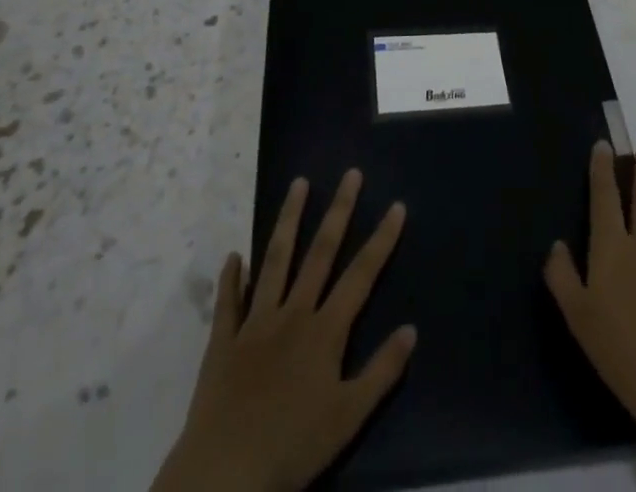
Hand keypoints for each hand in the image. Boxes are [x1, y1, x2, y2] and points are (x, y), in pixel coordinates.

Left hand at [152, 170, 413, 491]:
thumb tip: (411, 329)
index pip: (361, 275)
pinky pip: (228, 301)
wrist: (225, 472)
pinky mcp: (224, 340)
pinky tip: (234, 255)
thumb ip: (381, 371)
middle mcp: (293, 313)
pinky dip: (231, 277)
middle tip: (350, 174)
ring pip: (275, 260)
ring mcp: (255, 322)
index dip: (381, 240)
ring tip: (298, 184)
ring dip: (288, 220)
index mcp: (325, 331)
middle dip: (338, 211)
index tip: (397, 205)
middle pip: (320, 252)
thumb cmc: (293, 447)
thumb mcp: (349, 417)